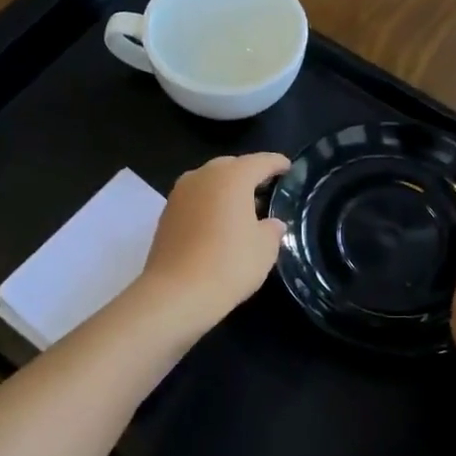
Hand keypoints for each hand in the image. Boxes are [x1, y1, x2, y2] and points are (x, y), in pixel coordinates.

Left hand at [136, 152, 289, 332]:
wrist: (175, 293)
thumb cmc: (229, 264)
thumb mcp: (265, 248)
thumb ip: (272, 229)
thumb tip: (271, 223)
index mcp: (231, 176)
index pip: (261, 161)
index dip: (277, 164)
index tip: (288, 168)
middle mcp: (203, 176)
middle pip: (231, 166)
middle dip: (249, 175)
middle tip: (266, 190)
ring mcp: (180, 193)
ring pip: (210, 182)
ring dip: (226, 190)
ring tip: (243, 209)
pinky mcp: (166, 213)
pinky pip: (195, 199)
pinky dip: (209, 204)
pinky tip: (219, 224)